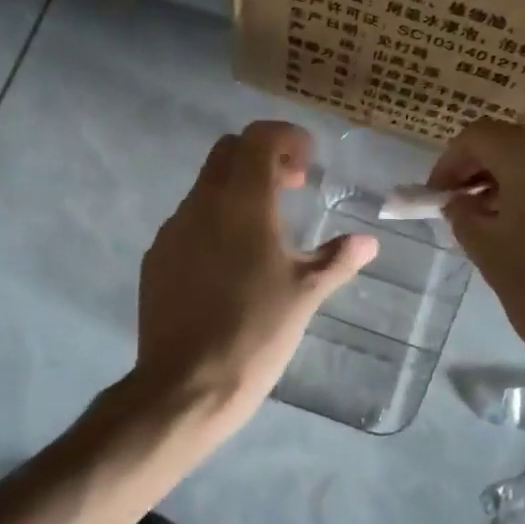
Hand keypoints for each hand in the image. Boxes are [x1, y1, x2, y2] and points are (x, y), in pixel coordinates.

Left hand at [130, 121, 377, 435]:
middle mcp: (202, 204)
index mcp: (242, 202)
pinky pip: (188, 221)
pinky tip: (230, 263)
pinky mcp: (156, 258)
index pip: (259, 137)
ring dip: (237, 190)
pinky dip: (214, 220)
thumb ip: (337, 259)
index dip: (287, 138)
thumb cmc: (255, 332)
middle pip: (228, 152)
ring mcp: (173, 230)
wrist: (185, 385)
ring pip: (206, 186)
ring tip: (265, 230)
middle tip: (291, 188)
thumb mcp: (306, 294)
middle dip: (262, 157)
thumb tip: (368, 242)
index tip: (308, 164)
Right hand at [430, 121, 524, 401]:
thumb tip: (460, 201)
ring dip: (522, 178)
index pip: (479, 137)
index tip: (438, 195)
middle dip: (488, 169)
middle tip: (470, 207)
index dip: (450, 163)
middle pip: (518, 140)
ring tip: (508, 219)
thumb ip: (465, 215)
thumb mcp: (492, 256)